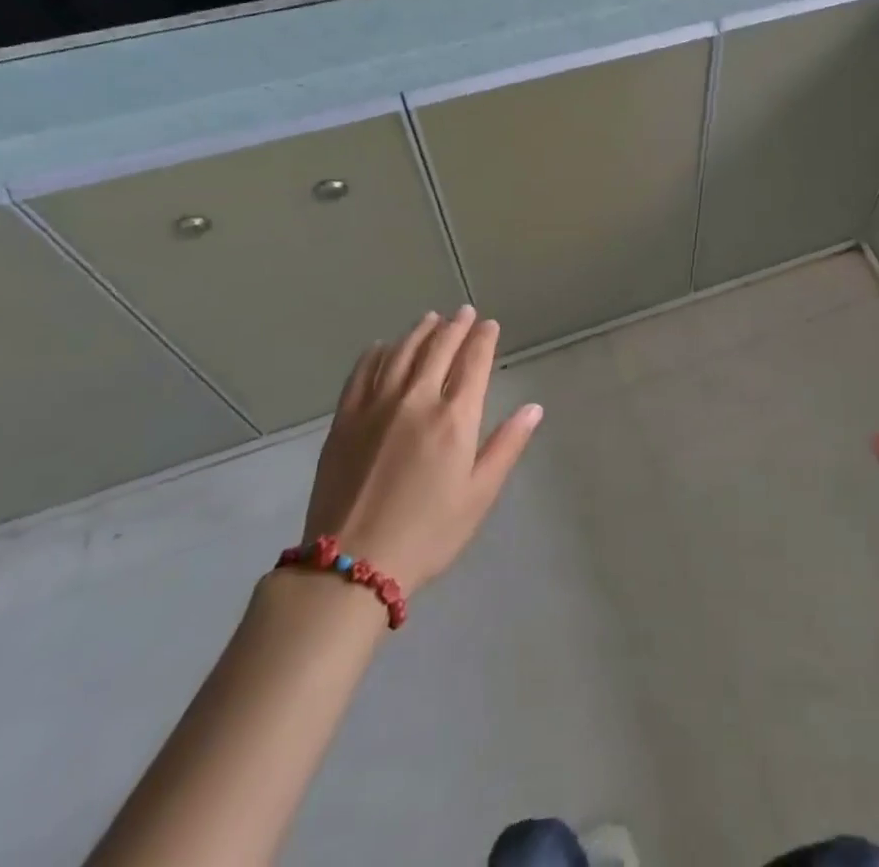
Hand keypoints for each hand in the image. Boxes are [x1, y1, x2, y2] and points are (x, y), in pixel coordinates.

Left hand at [300, 306, 540, 599]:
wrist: (351, 566)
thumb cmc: (428, 533)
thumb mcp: (479, 495)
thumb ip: (507, 446)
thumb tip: (533, 407)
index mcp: (455, 418)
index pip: (474, 361)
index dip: (484, 338)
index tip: (490, 325)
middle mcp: (417, 400)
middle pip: (439, 348)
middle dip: (455, 326)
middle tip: (464, 312)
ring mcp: (376, 406)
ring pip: (402, 352)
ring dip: (419, 331)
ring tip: (431, 319)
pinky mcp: (345, 419)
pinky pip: (363, 372)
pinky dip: (378, 353)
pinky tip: (384, 346)